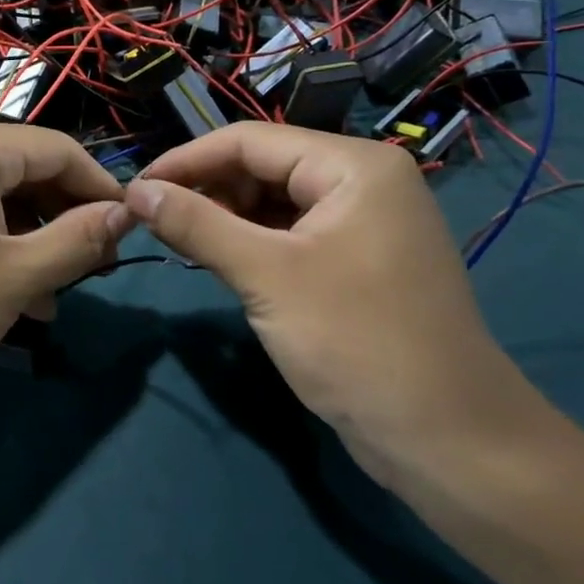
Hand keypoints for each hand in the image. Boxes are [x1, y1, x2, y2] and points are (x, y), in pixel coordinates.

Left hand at [0, 118, 131, 418]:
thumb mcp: (16, 278)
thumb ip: (78, 239)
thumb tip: (126, 213)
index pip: (57, 150)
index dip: (100, 188)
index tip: (132, 228)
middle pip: (22, 170)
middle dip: (62, 219)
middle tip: (93, 270)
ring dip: (28, 240)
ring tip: (52, 298)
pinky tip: (11, 294)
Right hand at [127, 123, 550, 486]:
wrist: (448, 442)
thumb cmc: (357, 343)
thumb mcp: (266, 276)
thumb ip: (196, 224)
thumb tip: (135, 192)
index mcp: (354, 166)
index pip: (249, 141)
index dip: (185, 161)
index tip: (134, 190)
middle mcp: (362, 182)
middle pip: (262, 166)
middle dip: (205, 190)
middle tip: (152, 222)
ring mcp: (362, 223)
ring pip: (273, 201)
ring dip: (223, 218)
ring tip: (177, 242)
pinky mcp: (357, 261)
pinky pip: (290, 234)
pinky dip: (250, 243)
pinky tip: (217, 260)